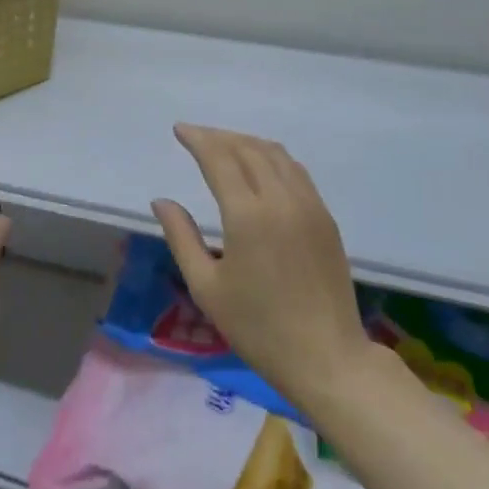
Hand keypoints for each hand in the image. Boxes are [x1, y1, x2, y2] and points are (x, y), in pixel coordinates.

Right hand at [153, 124, 375, 415]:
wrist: (327, 358)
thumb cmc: (258, 328)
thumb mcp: (207, 287)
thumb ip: (181, 237)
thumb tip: (161, 201)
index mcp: (248, 215)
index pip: (220, 158)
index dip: (198, 139)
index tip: (179, 130)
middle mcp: (281, 199)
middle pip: (248, 148)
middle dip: (219, 136)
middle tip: (196, 136)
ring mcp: (309, 205)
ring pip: (276, 154)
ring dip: (247, 142)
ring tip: (224, 146)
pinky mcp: (325, 218)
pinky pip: (295, 171)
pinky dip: (272, 157)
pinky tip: (260, 167)